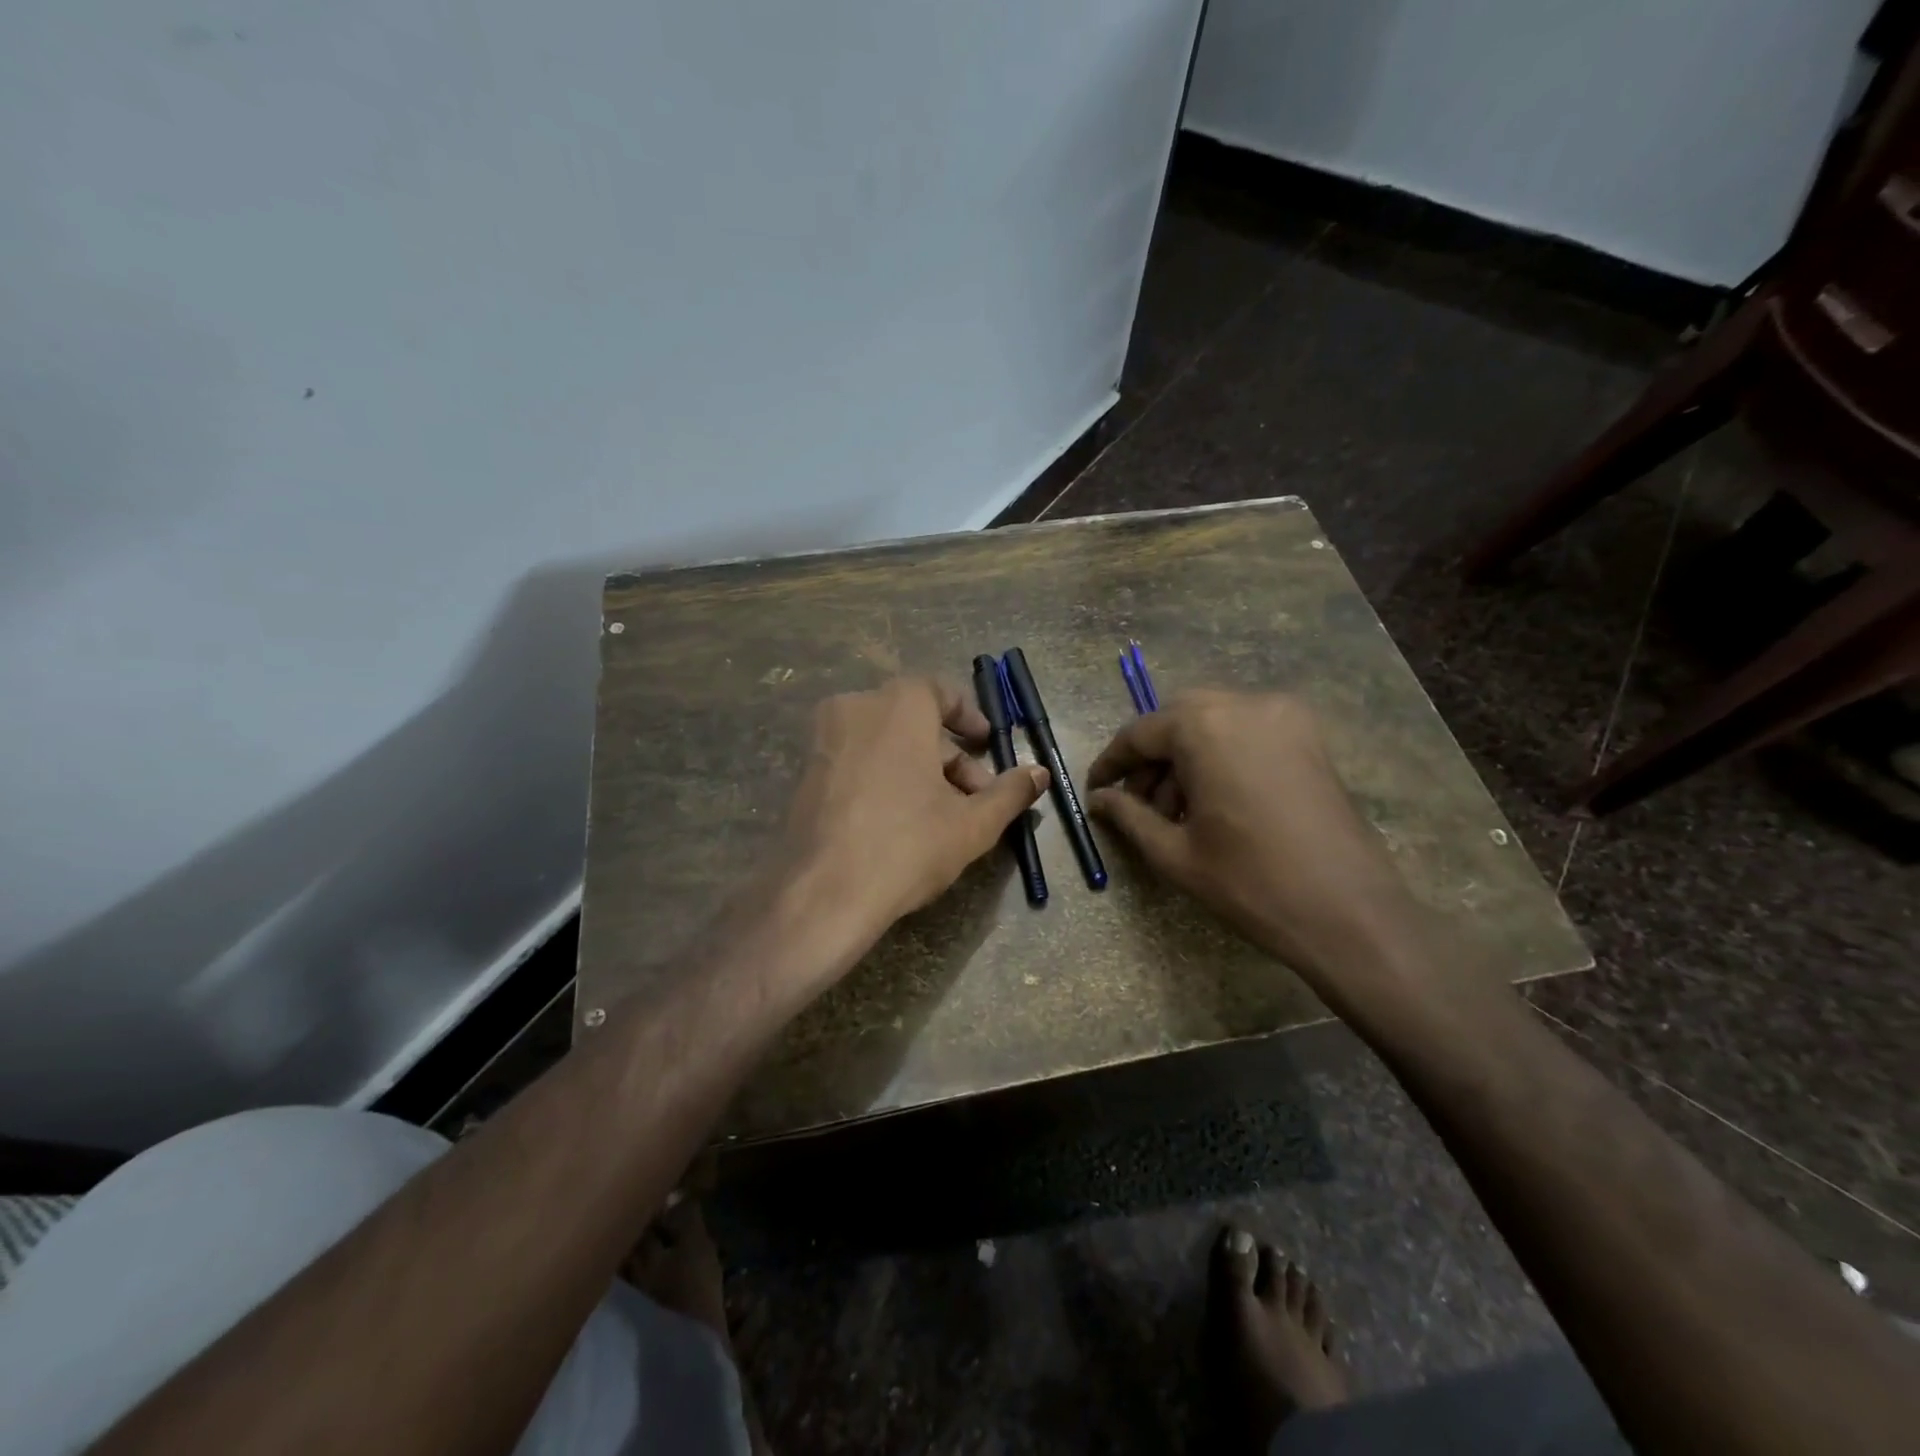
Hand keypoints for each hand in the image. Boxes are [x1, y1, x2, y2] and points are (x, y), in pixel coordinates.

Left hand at [782, 676, 1047, 941]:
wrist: (822, 894)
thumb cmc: (907, 845)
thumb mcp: (973, 824)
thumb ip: (1010, 792)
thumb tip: (1040, 773)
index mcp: (897, 706)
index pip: (939, 690)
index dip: (969, 716)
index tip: (988, 743)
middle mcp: (855, 709)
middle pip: (913, 721)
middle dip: (950, 756)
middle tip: (975, 798)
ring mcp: (823, 741)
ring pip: (884, 743)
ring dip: (918, 769)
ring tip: (943, 816)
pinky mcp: (803, 774)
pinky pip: (855, 761)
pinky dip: (883, 777)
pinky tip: (900, 823)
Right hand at [1086, 691, 1418, 991]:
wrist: (1349, 914)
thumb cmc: (1250, 883)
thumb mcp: (1174, 853)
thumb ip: (1128, 816)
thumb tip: (1098, 800)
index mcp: (1206, 727)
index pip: (1140, 732)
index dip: (1112, 763)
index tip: (1095, 790)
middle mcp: (1246, 705)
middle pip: (1177, 718)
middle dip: (1151, 757)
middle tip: (1136, 802)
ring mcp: (1285, 717)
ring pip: (1213, 722)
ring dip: (1185, 757)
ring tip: (1175, 812)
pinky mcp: (1309, 738)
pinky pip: (1246, 732)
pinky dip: (1220, 754)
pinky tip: (1213, 800)